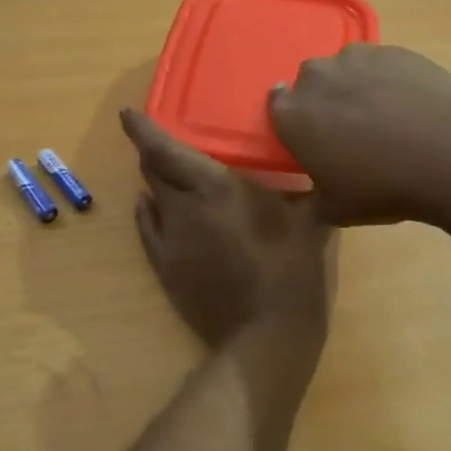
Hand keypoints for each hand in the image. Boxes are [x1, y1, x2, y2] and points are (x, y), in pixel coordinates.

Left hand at [120, 110, 334, 350]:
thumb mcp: (313, 220)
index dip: (143, 129)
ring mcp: (169, 240)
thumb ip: (311, 186)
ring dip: (154, 182)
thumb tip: (323, 161)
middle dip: (152, 152)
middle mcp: (183, 207)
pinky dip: (147, 212)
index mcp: (215, 187)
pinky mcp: (164, 268)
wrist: (265, 337)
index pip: (166, 149)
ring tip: (164, 173)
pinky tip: (150, 207)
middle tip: (159, 140)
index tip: (127, 113)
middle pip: (154, 170)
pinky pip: (147, 229)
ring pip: (150, 198)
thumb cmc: (293, 271)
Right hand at [268, 44, 450, 224]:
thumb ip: (312, 198)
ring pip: (346, 69)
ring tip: (385, 116)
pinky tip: (411, 105)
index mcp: (293, 114)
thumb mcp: (336, 210)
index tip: (312, 138)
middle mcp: (318, 76)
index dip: (294, 122)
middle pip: (311, 83)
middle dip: (324, 101)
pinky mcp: (395, 50)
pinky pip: (380, 64)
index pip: (276, 105)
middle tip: (349, 131)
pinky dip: (388, 80)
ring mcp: (357, 57)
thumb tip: (311, 194)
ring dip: (355, 87)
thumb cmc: (383, 186)